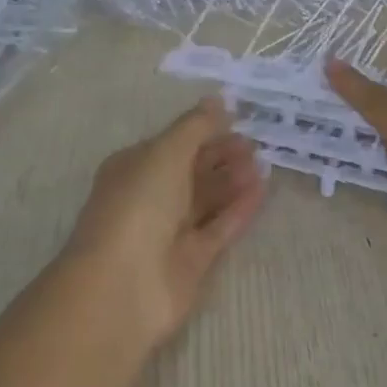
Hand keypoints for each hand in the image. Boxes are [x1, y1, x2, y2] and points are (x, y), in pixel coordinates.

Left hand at [61, 97, 266, 344]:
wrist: (123, 286)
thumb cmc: (138, 206)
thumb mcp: (165, 153)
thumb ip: (195, 127)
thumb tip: (217, 99)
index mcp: (133, 168)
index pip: (172, 144)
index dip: (202, 131)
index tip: (237, 119)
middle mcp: (150, 197)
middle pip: (191, 171)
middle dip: (221, 155)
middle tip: (255, 143)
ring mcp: (170, 231)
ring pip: (207, 199)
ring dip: (233, 180)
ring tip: (262, 163)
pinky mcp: (192, 260)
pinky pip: (219, 227)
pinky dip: (239, 209)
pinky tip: (262, 190)